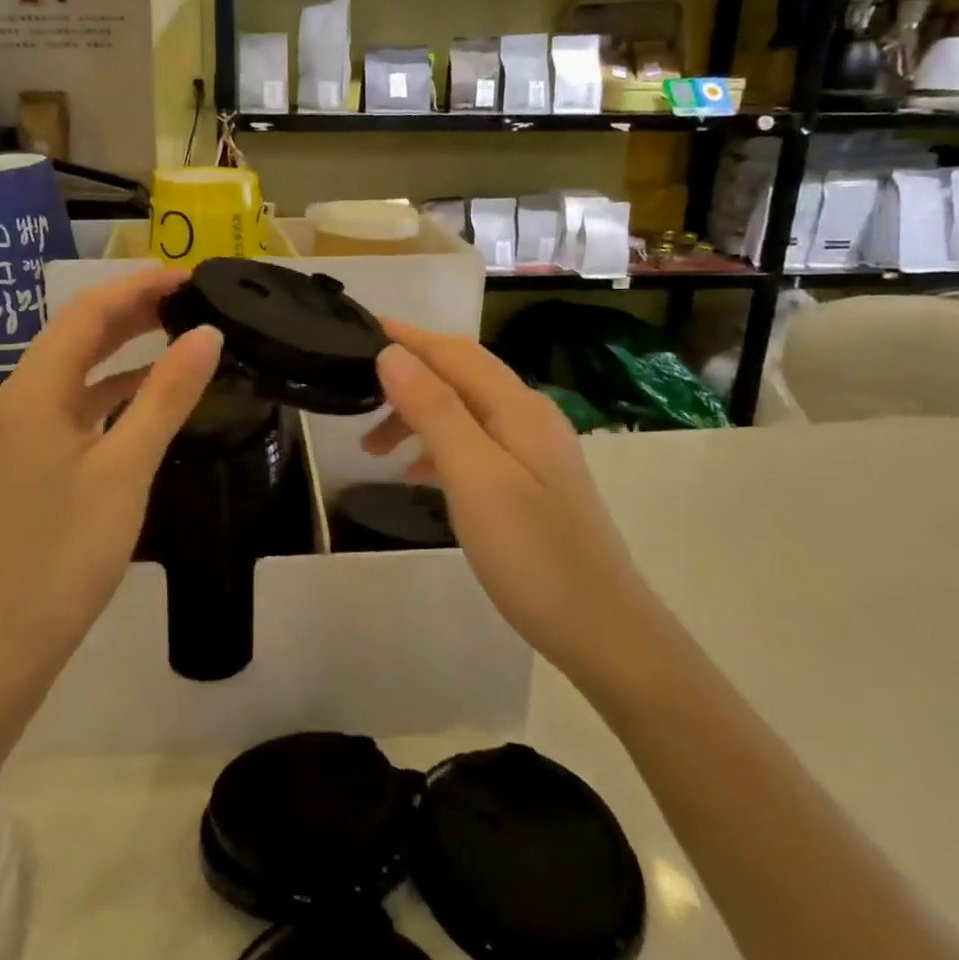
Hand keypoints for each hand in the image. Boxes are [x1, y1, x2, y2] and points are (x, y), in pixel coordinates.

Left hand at [0, 266, 221, 686]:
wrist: (13, 634)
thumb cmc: (69, 549)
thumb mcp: (126, 467)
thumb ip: (166, 395)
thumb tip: (206, 334)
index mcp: (32, 392)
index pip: (86, 314)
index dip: (137, 287)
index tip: (188, 277)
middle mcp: (18, 400)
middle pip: (76, 335)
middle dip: (130, 310)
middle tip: (187, 297)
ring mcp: (21, 431)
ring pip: (74, 369)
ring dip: (120, 347)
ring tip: (174, 330)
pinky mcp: (31, 458)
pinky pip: (73, 404)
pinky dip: (110, 389)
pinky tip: (146, 391)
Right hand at [361, 321, 655, 690]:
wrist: (603, 632)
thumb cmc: (532, 553)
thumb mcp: (474, 477)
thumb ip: (435, 411)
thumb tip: (393, 354)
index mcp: (518, 408)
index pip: (455, 352)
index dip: (408, 336)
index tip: (359, 327)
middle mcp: (529, 417)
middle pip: (459, 377)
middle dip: (406, 380)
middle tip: (355, 402)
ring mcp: (533, 452)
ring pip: (463, 413)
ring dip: (417, 417)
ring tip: (373, 450)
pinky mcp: (530, 483)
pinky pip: (474, 445)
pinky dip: (438, 447)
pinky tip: (417, 475)